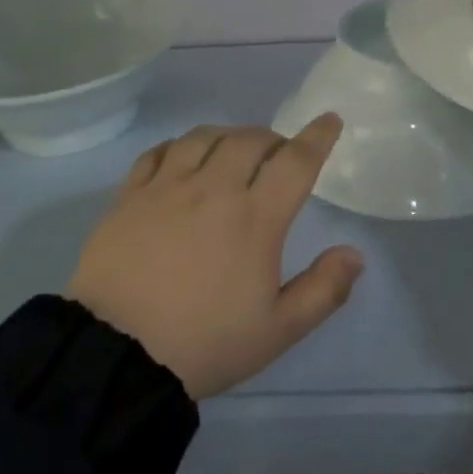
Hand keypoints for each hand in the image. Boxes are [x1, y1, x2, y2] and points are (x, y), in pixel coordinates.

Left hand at [66, 116, 364, 399]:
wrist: (117, 354)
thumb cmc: (204, 343)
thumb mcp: (277, 330)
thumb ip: (323, 290)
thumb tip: (355, 254)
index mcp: (255, 218)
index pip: (295, 161)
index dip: (317, 136)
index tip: (329, 120)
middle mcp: (213, 189)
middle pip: (250, 140)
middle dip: (273, 139)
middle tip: (278, 155)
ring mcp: (167, 187)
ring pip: (203, 137)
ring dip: (228, 136)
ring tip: (233, 150)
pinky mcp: (129, 195)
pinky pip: (158, 152)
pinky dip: (179, 146)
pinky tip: (182, 156)